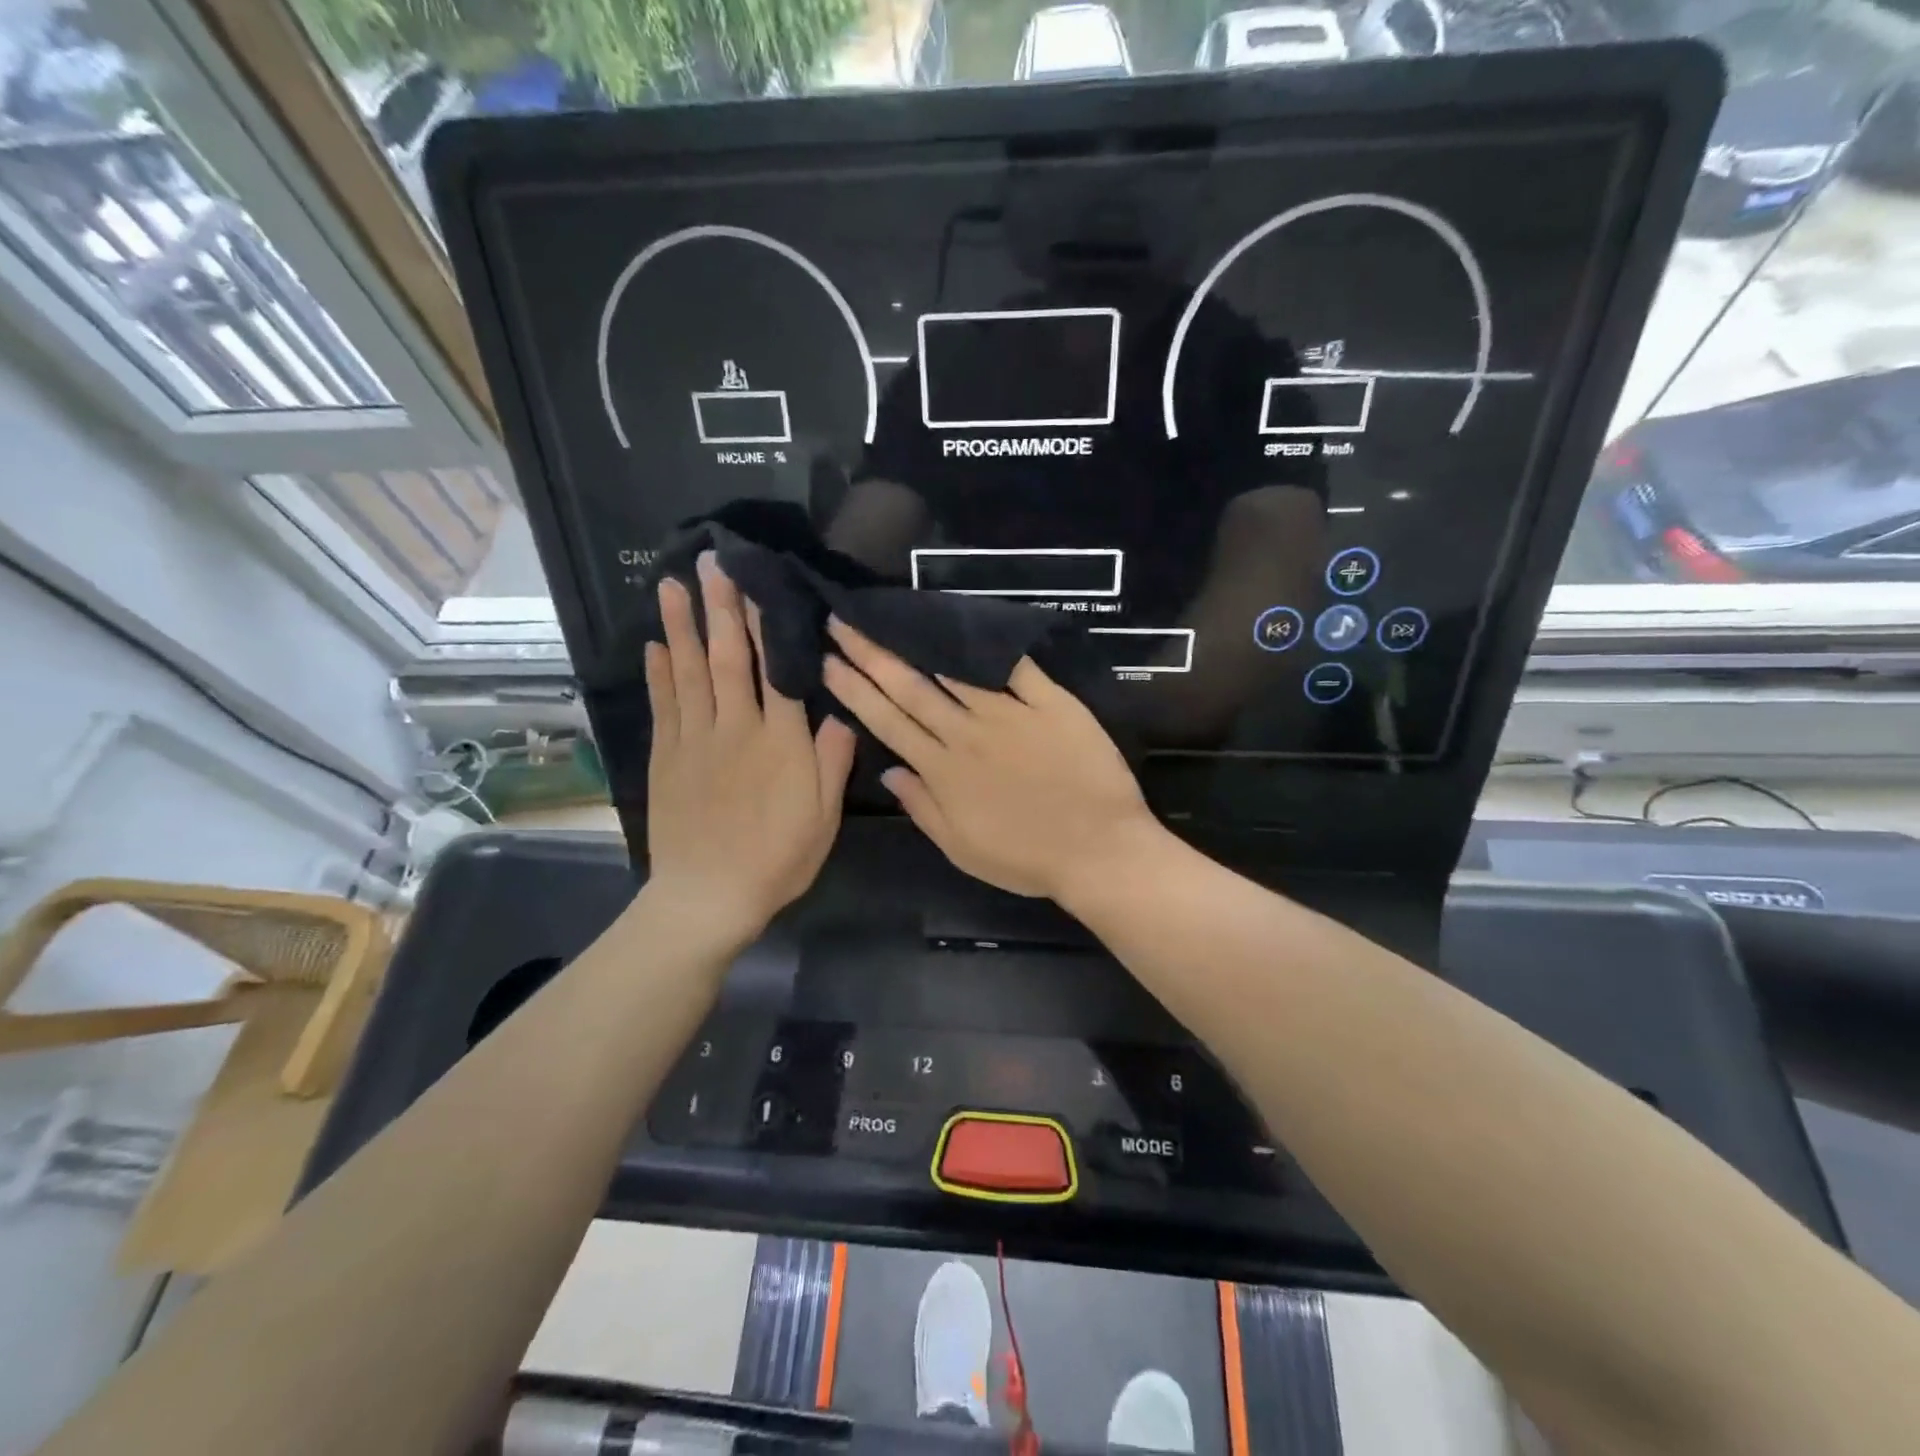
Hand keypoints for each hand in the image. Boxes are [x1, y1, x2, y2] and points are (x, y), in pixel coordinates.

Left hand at [643, 554, 856, 945]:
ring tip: (673, 585)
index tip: (760, 584)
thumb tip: (840, 711)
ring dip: (683, 627)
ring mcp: (695, 740)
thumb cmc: (777, 858)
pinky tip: (657, 645)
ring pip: (689, 672)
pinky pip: (664, 705)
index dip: (769, 623)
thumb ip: (832, 760)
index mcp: (781, 742)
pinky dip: (660, 672)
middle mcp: (736, 728)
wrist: (708, 896)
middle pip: (729, 659)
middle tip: (711, 563)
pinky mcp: (667, 757)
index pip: (777, 670)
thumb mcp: (823, 816)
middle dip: (721, 608)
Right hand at [822, 619, 1156, 900]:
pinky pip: (1016, 667)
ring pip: (955, 670)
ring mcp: (1010, 713)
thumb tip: (887, 772)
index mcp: (943, 770)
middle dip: (871, 653)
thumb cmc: (1028, 859)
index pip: (888, 722)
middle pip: (911, 687)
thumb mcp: (962, 849)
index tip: (828, 660)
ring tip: (891, 615)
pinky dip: (990, 646)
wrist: (1099, 851)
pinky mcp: (1051, 702)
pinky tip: (965, 622)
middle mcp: (967, 733)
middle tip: (842, 619)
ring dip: (917, 642)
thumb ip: (922, 808)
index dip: (855, 690)